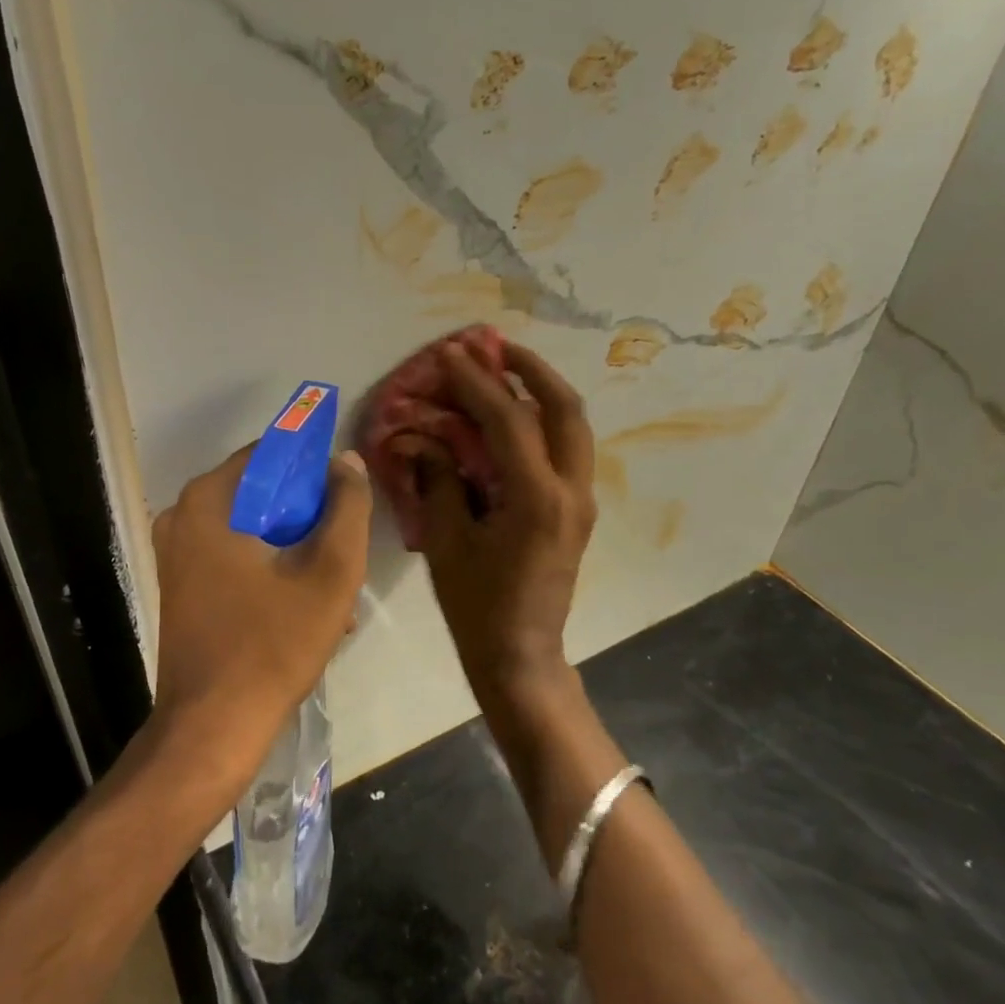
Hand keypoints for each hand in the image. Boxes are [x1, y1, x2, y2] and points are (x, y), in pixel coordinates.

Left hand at [150, 445, 371, 777]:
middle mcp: (182, 515)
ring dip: (293, 548)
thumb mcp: (330, 574)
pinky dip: (268, 567)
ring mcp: (176, 552)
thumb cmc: (272, 646)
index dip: (314, 468)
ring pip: (251, 527)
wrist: (211, 729)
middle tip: (340, 549)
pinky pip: (234, 554)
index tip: (345, 498)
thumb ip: (347, 508)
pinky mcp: (180, 583)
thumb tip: (346, 461)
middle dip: (306, 516)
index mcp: (209, 500)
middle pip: (261, 492)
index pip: (271, 453)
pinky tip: (302, 605)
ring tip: (330, 588)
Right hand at [396, 340, 594, 695]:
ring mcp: (581, 501)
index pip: (509, 421)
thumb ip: (439, 480)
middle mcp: (570, 491)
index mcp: (536, 499)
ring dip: (543, 391)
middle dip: (532, 370)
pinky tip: (515, 416)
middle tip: (497, 348)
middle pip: (565, 409)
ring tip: (508, 370)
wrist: (521, 655)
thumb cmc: (477, 606)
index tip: (451, 355)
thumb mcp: (448, 541)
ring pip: (574, 426)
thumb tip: (423, 439)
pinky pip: (567, 449)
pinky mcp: (577, 510)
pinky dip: (545, 421)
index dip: (477, 383)